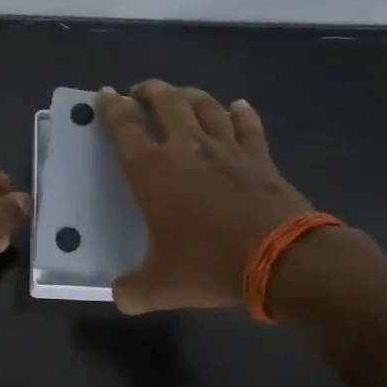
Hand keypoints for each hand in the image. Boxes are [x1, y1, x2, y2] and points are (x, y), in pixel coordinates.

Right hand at [96, 81, 313, 314]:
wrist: (282, 259)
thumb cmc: (210, 265)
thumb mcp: (161, 287)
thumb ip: (133, 290)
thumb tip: (119, 296)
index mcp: (151, 170)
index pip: (123, 127)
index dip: (110, 107)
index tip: (104, 94)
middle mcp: (186, 148)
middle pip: (165, 101)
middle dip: (149, 90)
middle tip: (140, 91)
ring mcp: (226, 148)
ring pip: (205, 104)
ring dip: (188, 94)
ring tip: (180, 94)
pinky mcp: (259, 157)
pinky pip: (247, 124)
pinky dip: (240, 112)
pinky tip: (237, 106)